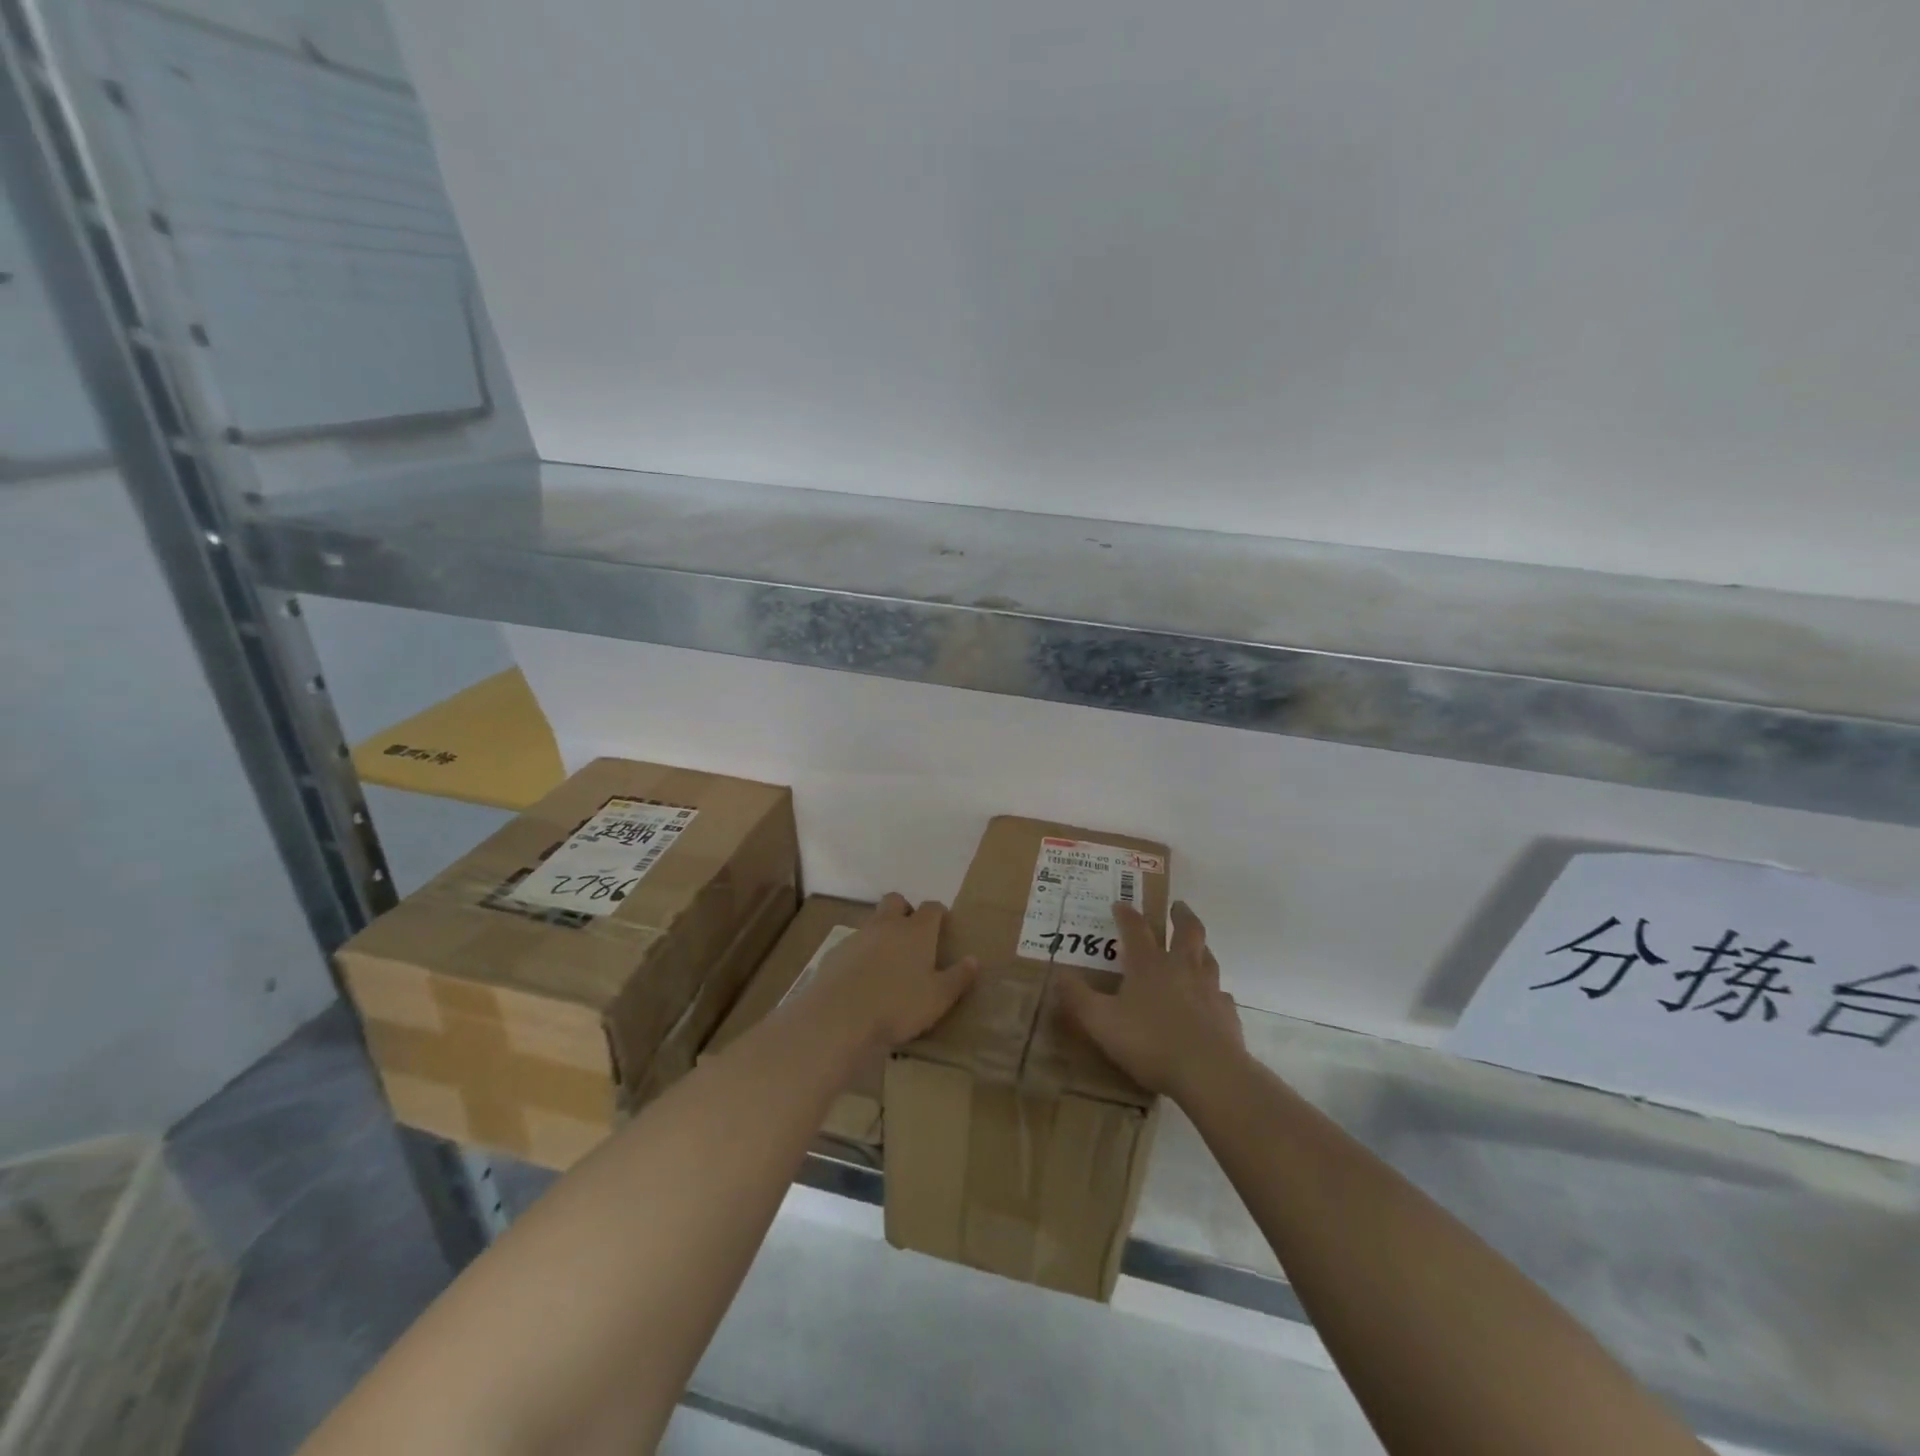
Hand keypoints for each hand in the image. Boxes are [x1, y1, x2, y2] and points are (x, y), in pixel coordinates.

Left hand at [802, 893, 977, 1049]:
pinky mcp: (835, 953)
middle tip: (912, 935)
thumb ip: (958, 978)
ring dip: (881, 933)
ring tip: (887, 963)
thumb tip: (973, 960)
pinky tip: (861, 979)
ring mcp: (858, 937)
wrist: (840, 1017)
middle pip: (896, 901)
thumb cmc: (898, 1005)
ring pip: (872, 922)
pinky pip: (852, 945)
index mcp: (916, 931)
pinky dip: (860, 954)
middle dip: (905, 910)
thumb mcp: (938, 998)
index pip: (932, 908)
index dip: (938, 913)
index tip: (943, 925)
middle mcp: (887, 925)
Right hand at [1057, 900, 1244, 1100]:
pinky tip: (1212, 999)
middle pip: (1187, 931)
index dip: (1126, 914)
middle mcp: (1182, 968)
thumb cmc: (1150, 1042)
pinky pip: (1221, 994)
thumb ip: (1078, 998)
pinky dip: (1215, 991)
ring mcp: (1209, 989)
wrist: (1209, 1073)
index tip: (1120, 904)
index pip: (1136, 929)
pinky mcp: (1227, 1013)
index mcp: (1149, 965)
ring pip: (1208, 957)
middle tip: (1177, 905)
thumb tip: (1058, 974)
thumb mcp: (1101, 1022)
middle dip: (1181, 915)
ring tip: (1196, 946)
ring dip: (1201, 947)